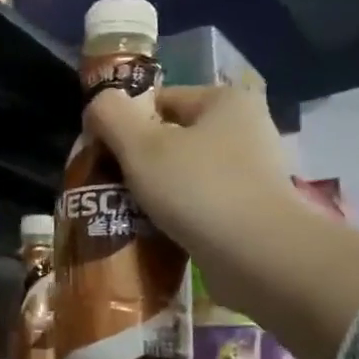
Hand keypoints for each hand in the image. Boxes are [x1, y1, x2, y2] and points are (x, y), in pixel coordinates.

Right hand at [85, 83, 309, 315]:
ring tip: (129, 214)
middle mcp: (246, 129)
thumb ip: (112, 116)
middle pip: (173, 138)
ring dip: (157, 192)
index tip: (102, 154)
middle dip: (140, 162)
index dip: (125, 123)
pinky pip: (202, 205)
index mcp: (226, 100)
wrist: (259, 257)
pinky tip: (157, 234)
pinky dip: (180, 216)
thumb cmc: (198, 189)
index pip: (160, 100)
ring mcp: (253, 173)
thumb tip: (99, 102)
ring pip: (186, 174)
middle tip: (110, 187)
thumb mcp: (141, 146)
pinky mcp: (253, 212)